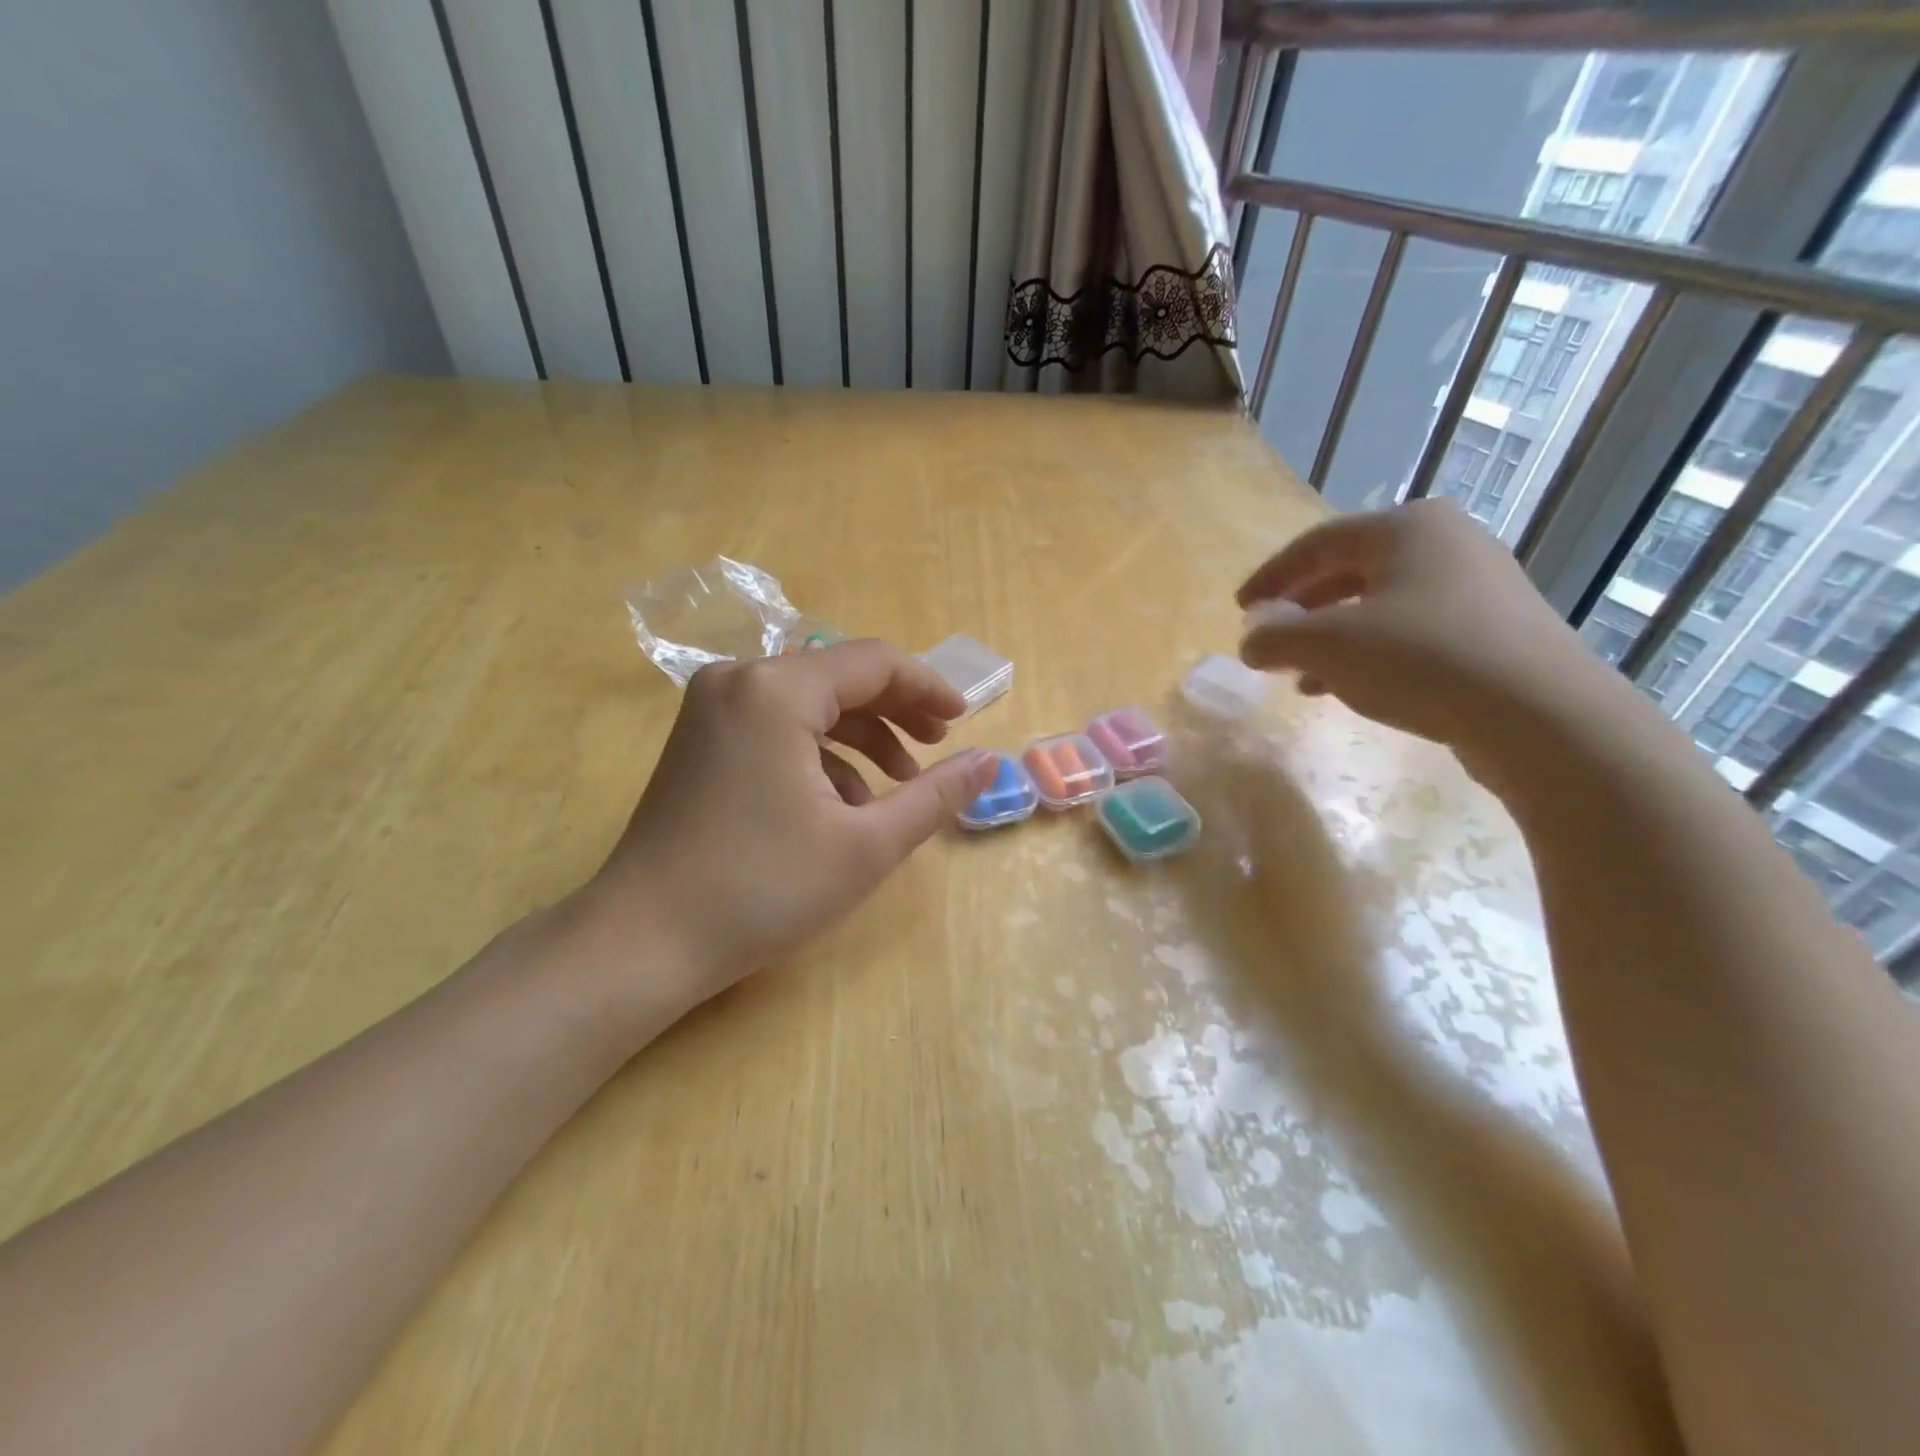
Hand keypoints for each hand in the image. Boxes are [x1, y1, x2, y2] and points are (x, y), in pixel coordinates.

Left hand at [569, 641, 996, 1024]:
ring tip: (897, 785)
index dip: (928, 687)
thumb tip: (990, 761)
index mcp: (776, 690)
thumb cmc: (763, 889)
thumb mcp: (866, 845)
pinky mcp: (701, 737)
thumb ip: (935, 796)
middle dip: (896, 710)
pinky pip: (777, 725)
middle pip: (839, 676)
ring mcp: (712, 707)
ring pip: (809, 701)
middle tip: (938, 748)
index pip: (874, 662)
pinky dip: (819, 752)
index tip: (963, 722)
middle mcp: (739, 679)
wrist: (645, 941)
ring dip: (861, 735)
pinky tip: (841, 802)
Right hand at [1236, 499, 1615, 754]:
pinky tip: (1351, 689)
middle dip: (1302, 612)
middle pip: (1350, 572)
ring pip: (1381, 605)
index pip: (1316, 544)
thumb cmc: (1419, 659)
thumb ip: (1275, 637)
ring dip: (1333, 639)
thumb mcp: (1327, 647)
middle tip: (1271, 642)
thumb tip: (1251, 639)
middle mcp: (1446, 542)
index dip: (1270, 578)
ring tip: (1302, 677)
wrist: (1540, 716)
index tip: (1240, 610)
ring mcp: (1478, 585)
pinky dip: (1372, 653)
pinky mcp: (1496, 628)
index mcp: (1405, 527)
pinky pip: (1414, 630)